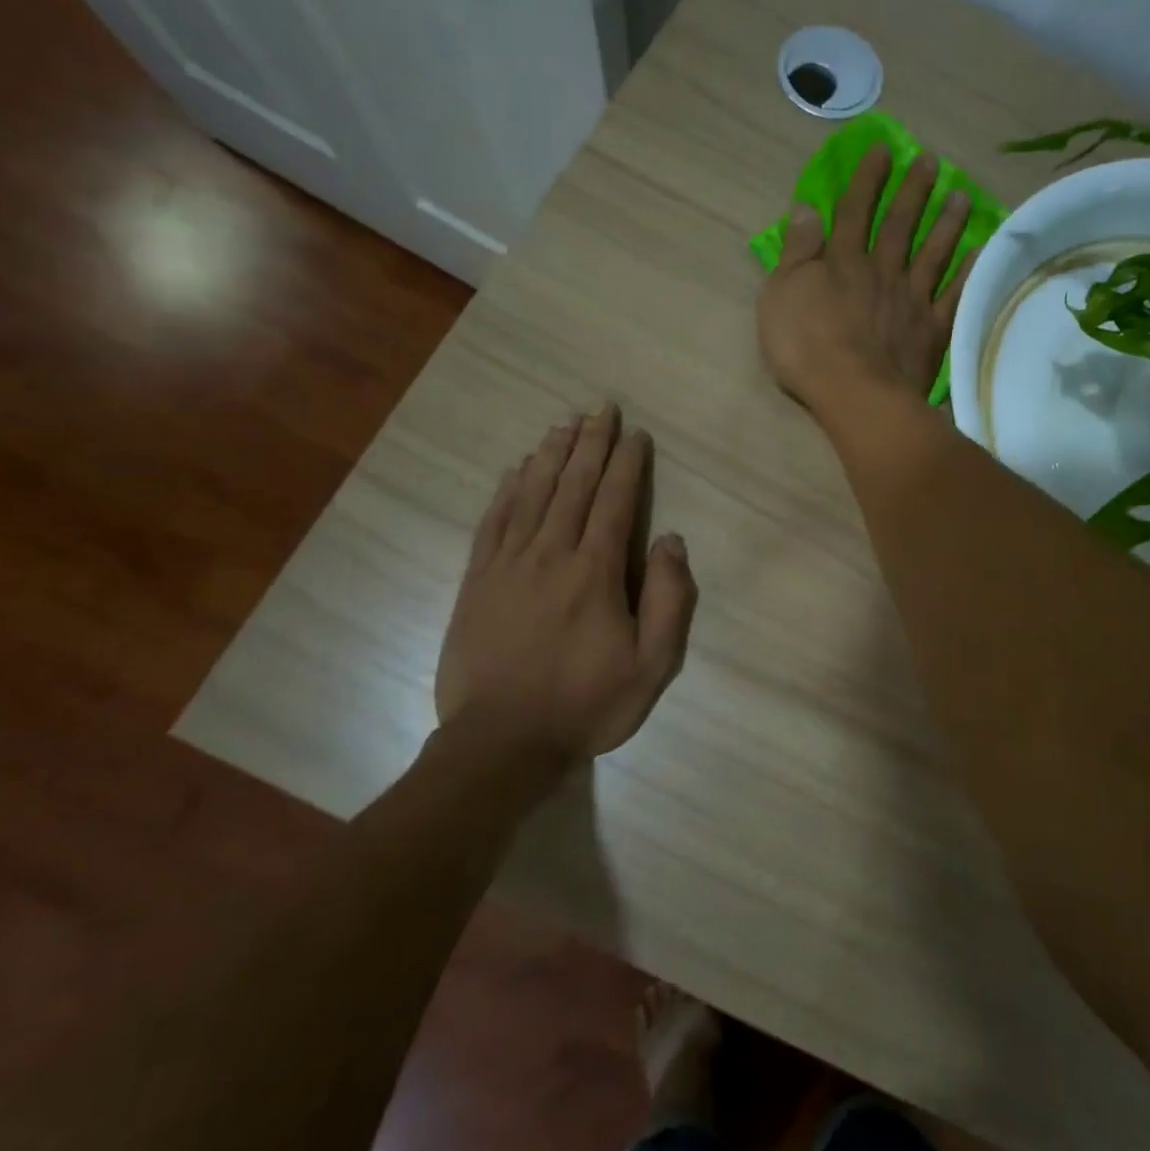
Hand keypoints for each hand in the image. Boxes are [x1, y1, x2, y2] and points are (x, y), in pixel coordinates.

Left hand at [433, 407, 697, 767]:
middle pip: (573, 485)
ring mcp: (508, 564)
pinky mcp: (478, 580)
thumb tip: (672, 540)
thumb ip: (668, 599)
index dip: (627, 463)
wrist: (501, 742)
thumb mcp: (651, 665)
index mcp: (595, 571)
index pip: (615, 501)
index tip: (636, 433)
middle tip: (601, 408)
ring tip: (564, 424)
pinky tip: (515, 470)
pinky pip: (493, 521)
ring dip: (550, 455)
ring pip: (532, 494)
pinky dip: (507, 490)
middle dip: (590, 443)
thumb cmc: (585, 704)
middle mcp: (551, 553)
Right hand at [757, 145, 977, 414]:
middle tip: (932, 162)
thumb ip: (796, 251)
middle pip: (899, 225)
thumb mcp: (780, 295)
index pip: (855, 211)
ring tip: (961, 195)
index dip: (868, 179)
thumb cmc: (806, 347)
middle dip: (914, 191)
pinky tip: (979, 253)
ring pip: (932, 254)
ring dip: (946, 223)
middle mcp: (882, 272)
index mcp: (842, 262)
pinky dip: (967, 273)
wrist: (854, 394)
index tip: (884, 149)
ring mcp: (911, 301)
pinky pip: (953, 296)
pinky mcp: (931, 331)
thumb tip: (806, 208)